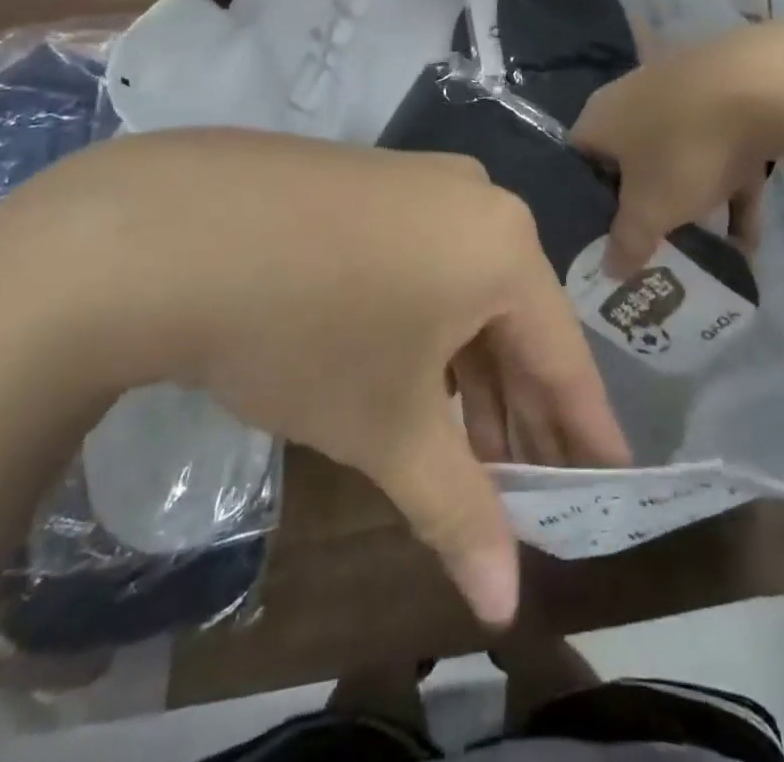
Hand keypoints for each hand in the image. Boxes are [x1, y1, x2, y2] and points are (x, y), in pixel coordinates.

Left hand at [0, 129, 629, 626]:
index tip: (610, 477)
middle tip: (528, 482)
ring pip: (465, 287)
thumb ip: (457, 512)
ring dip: (469, 367)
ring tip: (467, 444)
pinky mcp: (372, 179)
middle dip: (518, 407)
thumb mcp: (388, 428)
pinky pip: (424, 258)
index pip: (563, 353)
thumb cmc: (307, 331)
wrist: (173, 231)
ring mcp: (420, 180)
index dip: (585, 426)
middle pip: (514, 318)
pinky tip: (410, 366)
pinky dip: (428, 319)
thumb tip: (505, 605)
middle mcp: (476, 199)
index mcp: (504, 246)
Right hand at [571, 23, 783, 275]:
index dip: (588, 203)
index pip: (580, 162)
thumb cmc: (684, 149)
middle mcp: (634, 98)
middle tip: (652, 248)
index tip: (604, 240)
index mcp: (600, 118)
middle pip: (631, 161)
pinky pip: (722, 152)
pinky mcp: (729, 96)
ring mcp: (684, 93)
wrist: (763, 84)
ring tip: (703, 253)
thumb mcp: (650, 211)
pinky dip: (731, 190)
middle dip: (644, 206)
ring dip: (692, 202)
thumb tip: (608, 270)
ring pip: (680, 156)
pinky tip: (748, 242)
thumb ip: (627, 243)